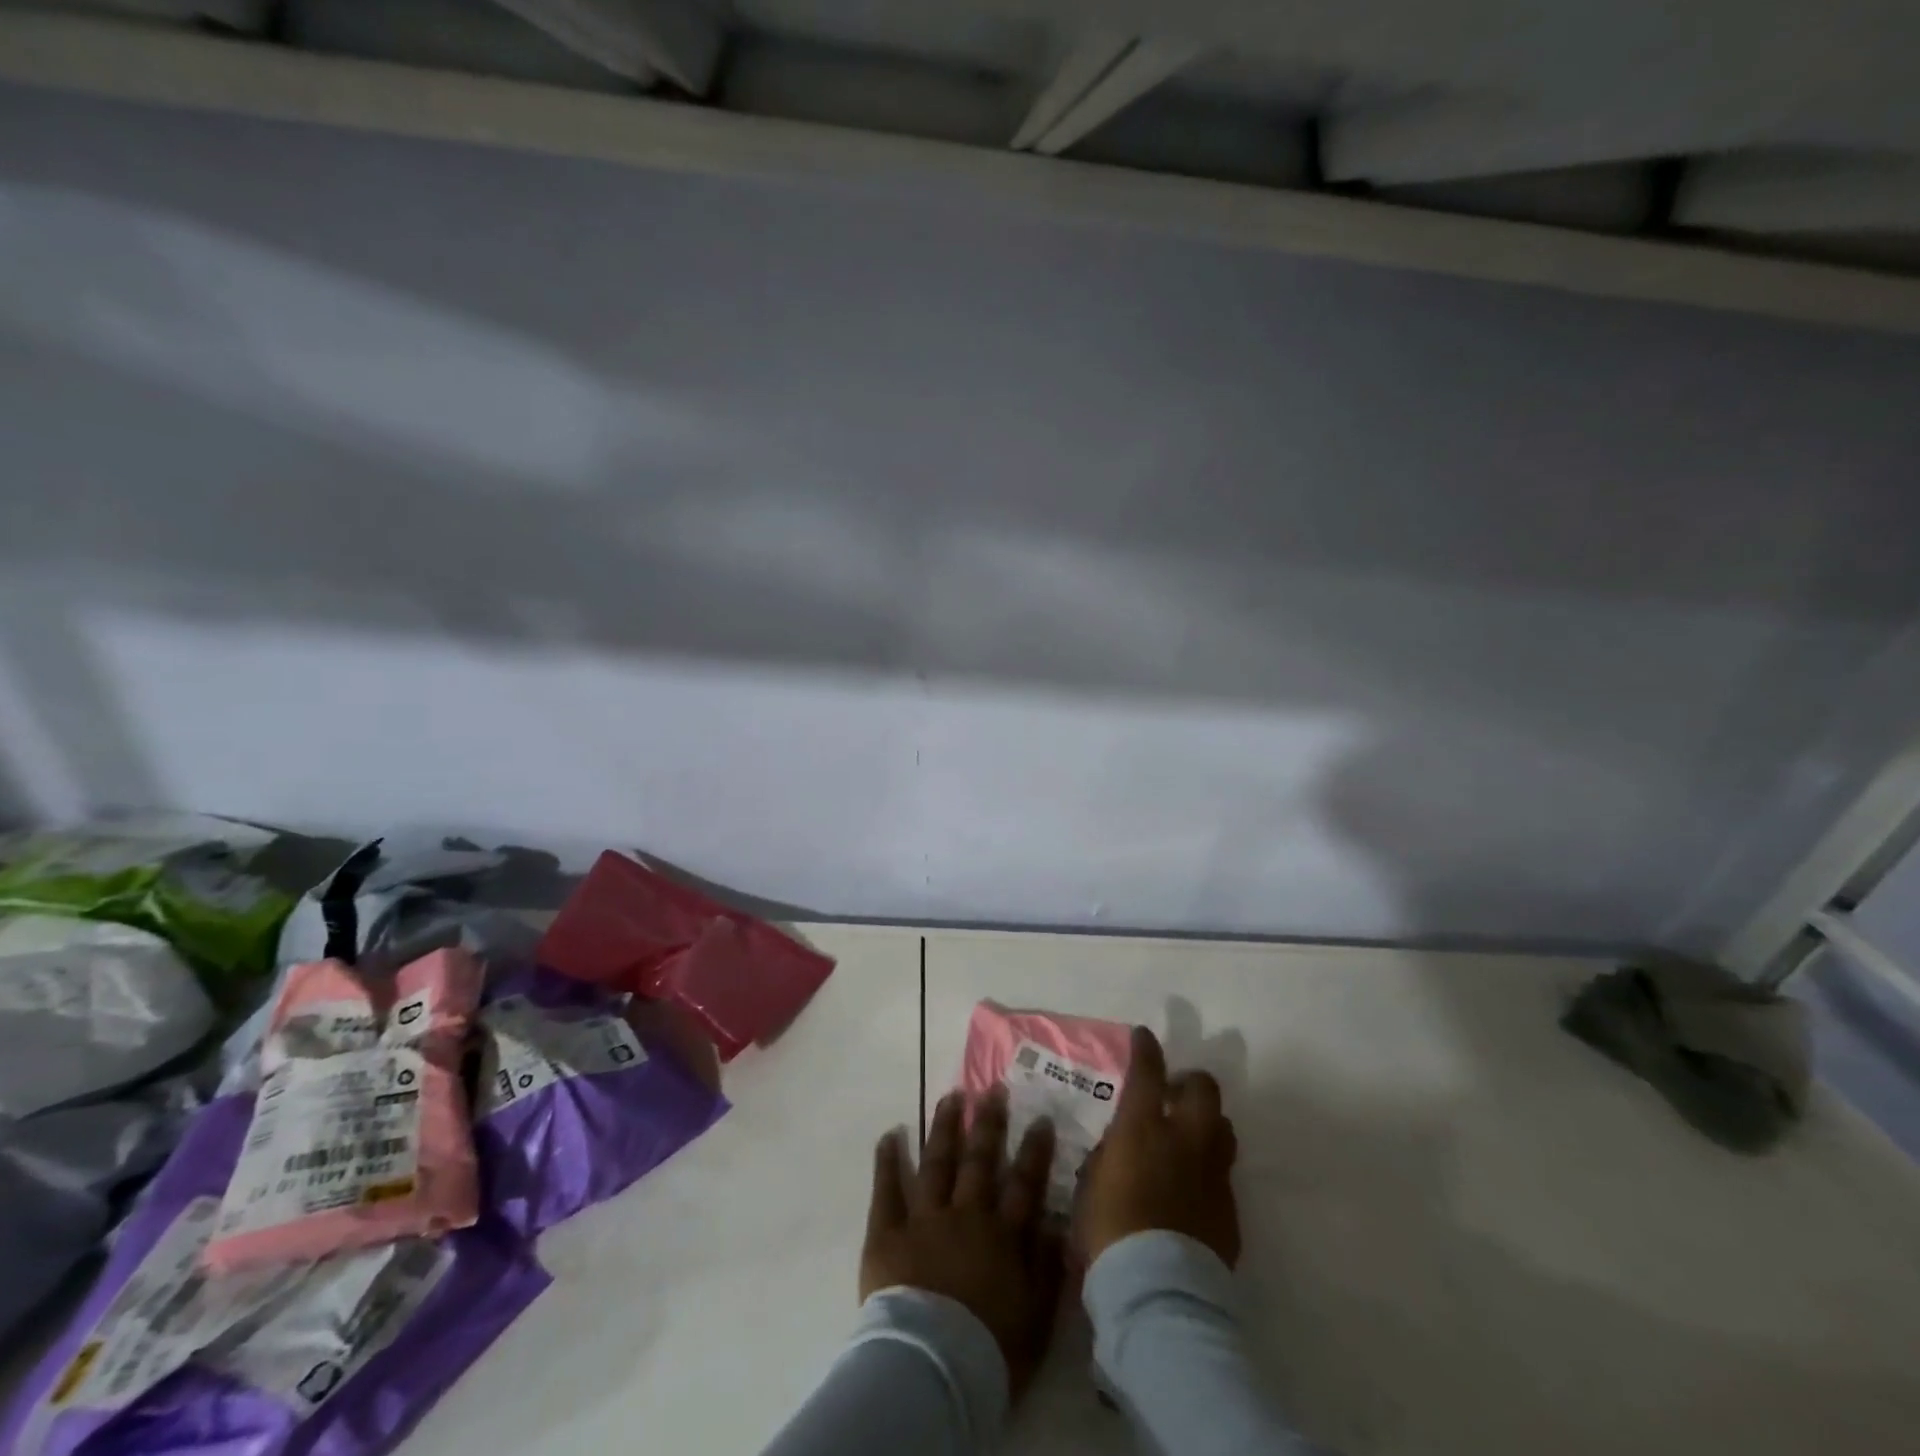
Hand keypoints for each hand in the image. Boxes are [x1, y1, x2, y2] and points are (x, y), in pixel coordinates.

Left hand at [862, 1089, 1064, 1400]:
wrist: (932, 1370)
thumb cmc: (990, 1352)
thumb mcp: (1037, 1317)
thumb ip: (1047, 1267)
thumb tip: (1056, 1223)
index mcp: (1002, 1236)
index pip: (1024, 1184)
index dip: (1034, 1151)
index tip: (1040, 1118)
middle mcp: (966, 1215)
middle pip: (980, 1161)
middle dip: (988, 1124)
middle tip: (992, 1089)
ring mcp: (924, 1219)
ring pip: (937, 1162)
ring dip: (944, 1128)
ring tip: (950, 1097)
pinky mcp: (887, 1232)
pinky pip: (887, 1189)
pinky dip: (888, 1160)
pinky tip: (890, 1134)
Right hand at [1075, 1026, 1239, 1268]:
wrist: (1158, 1292)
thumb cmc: (1108, 1231)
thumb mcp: (1091, 1183)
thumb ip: (1108, 1155)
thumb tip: (1119, 1146)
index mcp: (1144, 1128)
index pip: (1148, 1071)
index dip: (1147, 1049)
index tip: (1144, 1036)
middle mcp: (1184, 1140)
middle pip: (1204, 1090)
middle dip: (1191, 1082)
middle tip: (1174, 1094)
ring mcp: (1213, 1174)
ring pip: (1223, 1127)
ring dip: (1206, 1124)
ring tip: (1189, 1138)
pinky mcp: (1230, 1209)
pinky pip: (1223, 1174)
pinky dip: (1209, 1169)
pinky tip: (1194, 1188)